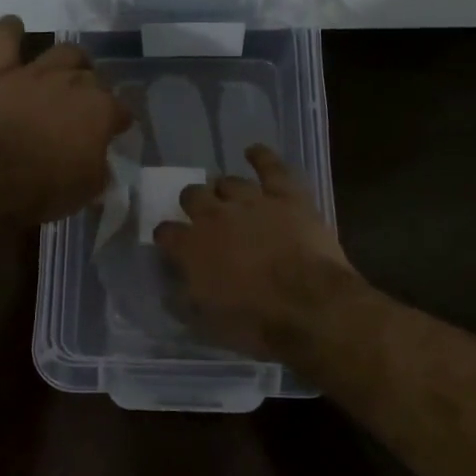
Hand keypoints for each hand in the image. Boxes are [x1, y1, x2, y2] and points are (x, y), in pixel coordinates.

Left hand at [0, 15, 132, 225]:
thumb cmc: (46, 189)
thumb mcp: (89, 188)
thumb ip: (99, 165)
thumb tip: (98, 159)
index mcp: (101, 110)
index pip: (121, 110)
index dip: (119, 122)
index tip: (115, 131)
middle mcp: (74, 82)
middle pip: (92, 79)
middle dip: (93, 92)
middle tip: (82, 110)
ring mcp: (35, 73)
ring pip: (62, 52)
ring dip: (68, 60)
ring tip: (65, 71)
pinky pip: (4, 38)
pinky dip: (10, 30)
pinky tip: (14, 27)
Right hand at [154, 146, 360, 356]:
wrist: (309, 306)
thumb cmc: (255, 322)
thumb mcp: (207, 324)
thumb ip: (185, 302)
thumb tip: (172, 292)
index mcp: (191, 247)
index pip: (166, 232)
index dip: (167, 236)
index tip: (170, 243)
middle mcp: (214, 216)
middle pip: (193, 196)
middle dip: (193, 203)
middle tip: (202, 215)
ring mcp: (251, 201)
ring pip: (229, 182)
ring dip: (225, 189)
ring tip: (227, 195)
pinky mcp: (286, 196)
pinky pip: (271, 167)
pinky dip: (261, 157)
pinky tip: (254, 151)